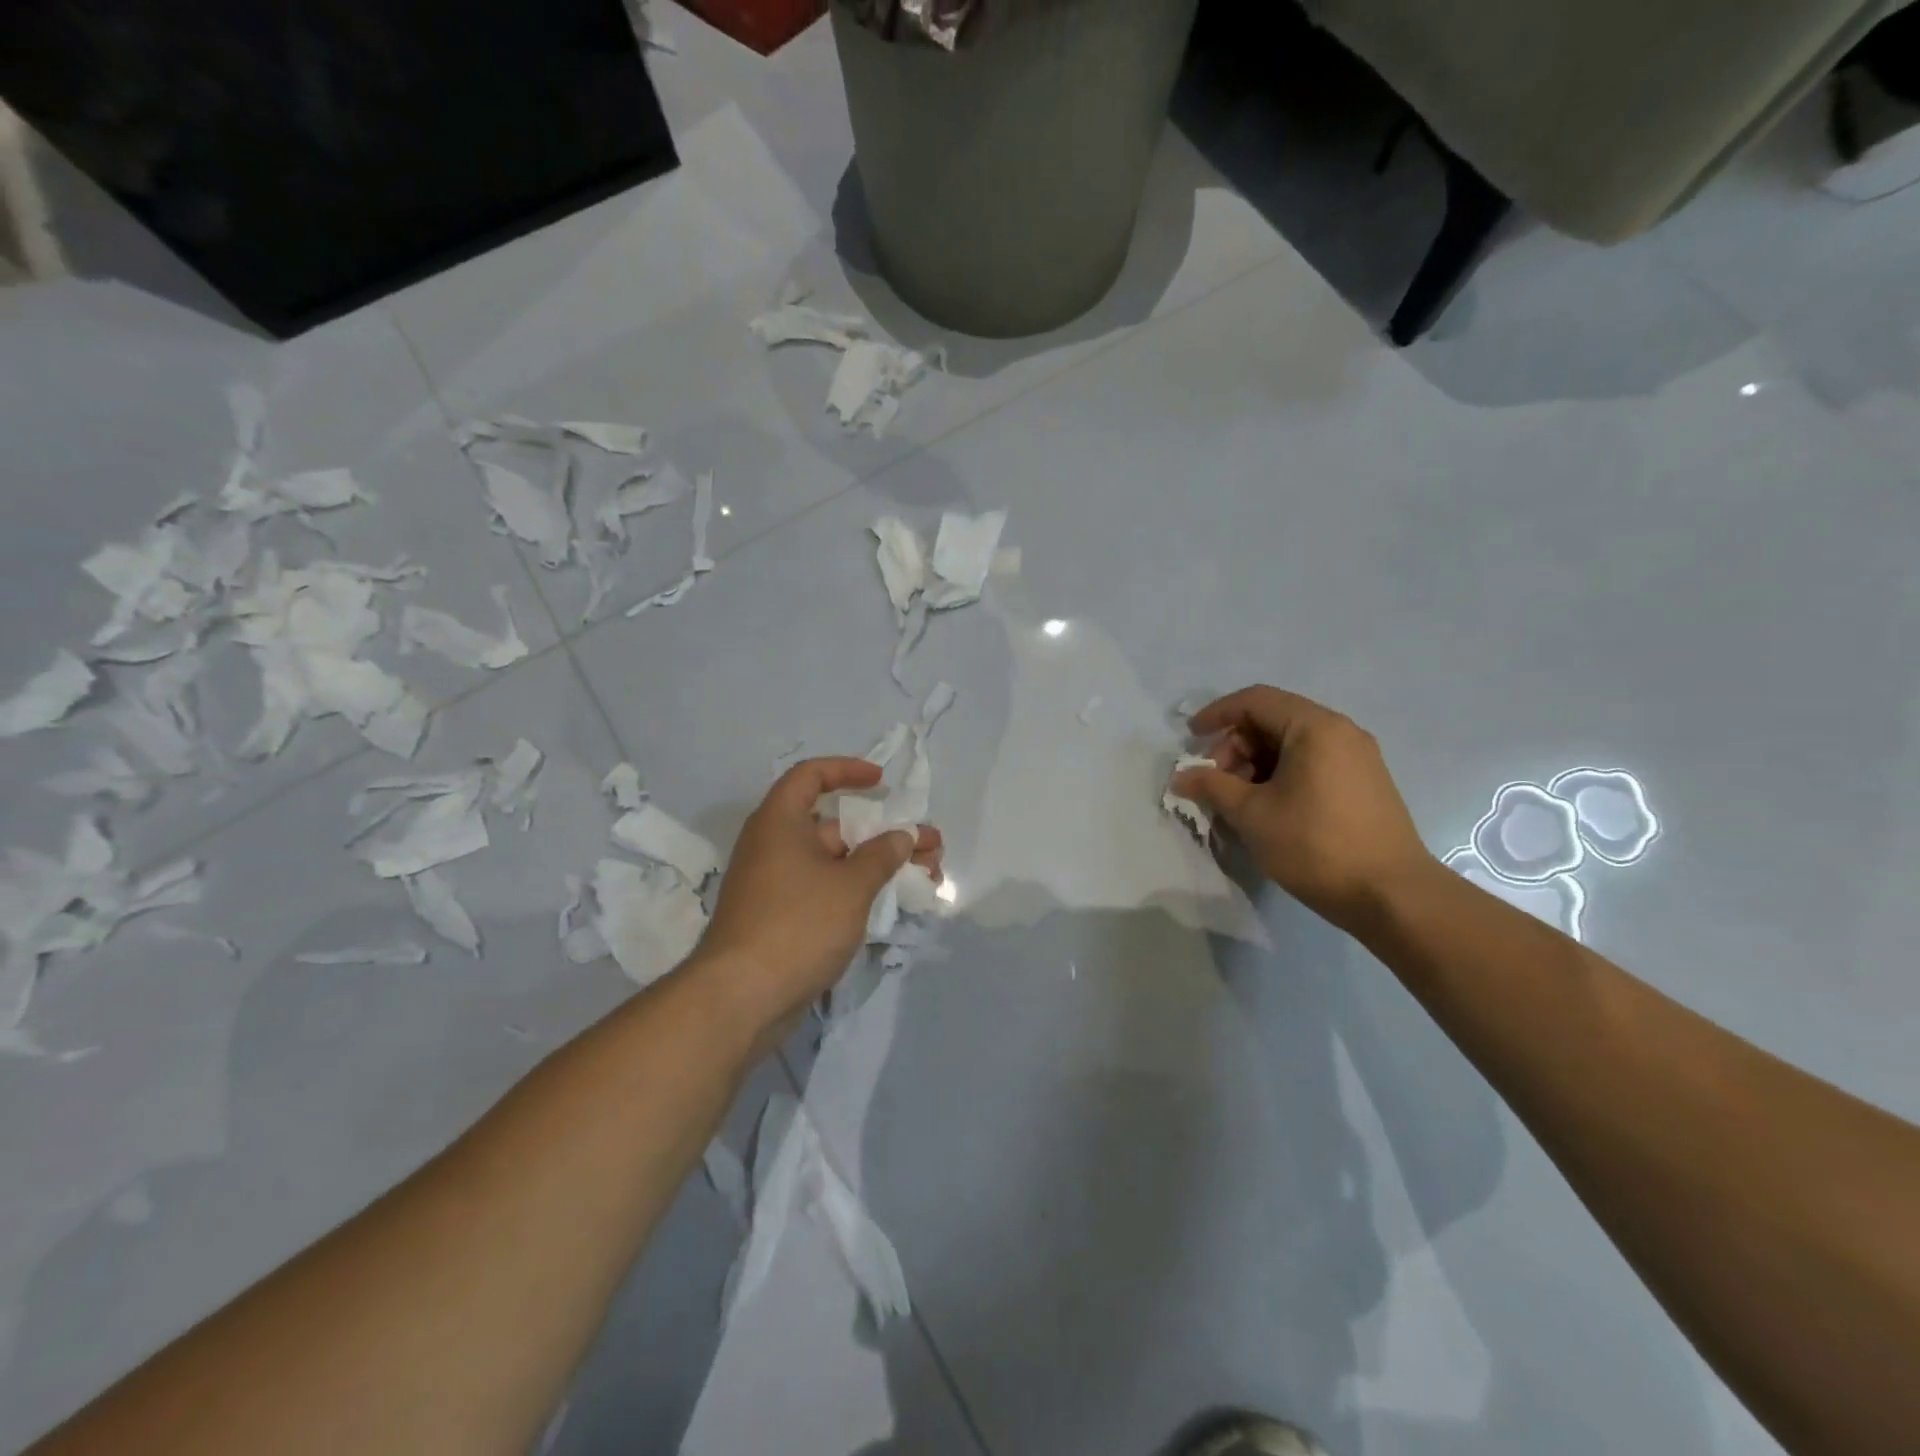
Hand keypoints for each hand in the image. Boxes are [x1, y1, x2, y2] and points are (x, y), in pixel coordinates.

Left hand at [695, 758, 941, 1032]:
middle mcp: (773, 846)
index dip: (847, 771)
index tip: (881, 782)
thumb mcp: (850, 886)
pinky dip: (857, 890)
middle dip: (884, 833)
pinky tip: (893, 904)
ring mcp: (776, 885)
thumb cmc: (797, 924)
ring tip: (926, 876)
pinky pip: (825, 890)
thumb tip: (901, 837)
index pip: (810, 776)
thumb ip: (881, 856)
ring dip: (878, 865)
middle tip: (929, 845)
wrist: (741, 997)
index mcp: (780, 822)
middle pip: (834, 825)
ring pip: (835, 862)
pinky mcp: (781, 918)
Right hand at [1173, 686, 1435, 931]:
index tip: (1191, 740)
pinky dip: (1281, 773)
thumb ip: (1212, 786)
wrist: (1392, 895)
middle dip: (1236, 745)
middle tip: (1216, 781)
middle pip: (1274, 719)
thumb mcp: (1252, 814)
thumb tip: (1181, 776)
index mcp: (1315, 728)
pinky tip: (1268, 807)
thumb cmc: (1315, 845)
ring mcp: (1358, 757)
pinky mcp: (1365, 782)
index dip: (1216, 714)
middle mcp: (1341, 732)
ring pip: (1292, 743)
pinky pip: (1313, 761)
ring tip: (1239, 799)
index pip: (1255, 701)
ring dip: (1256, 762)